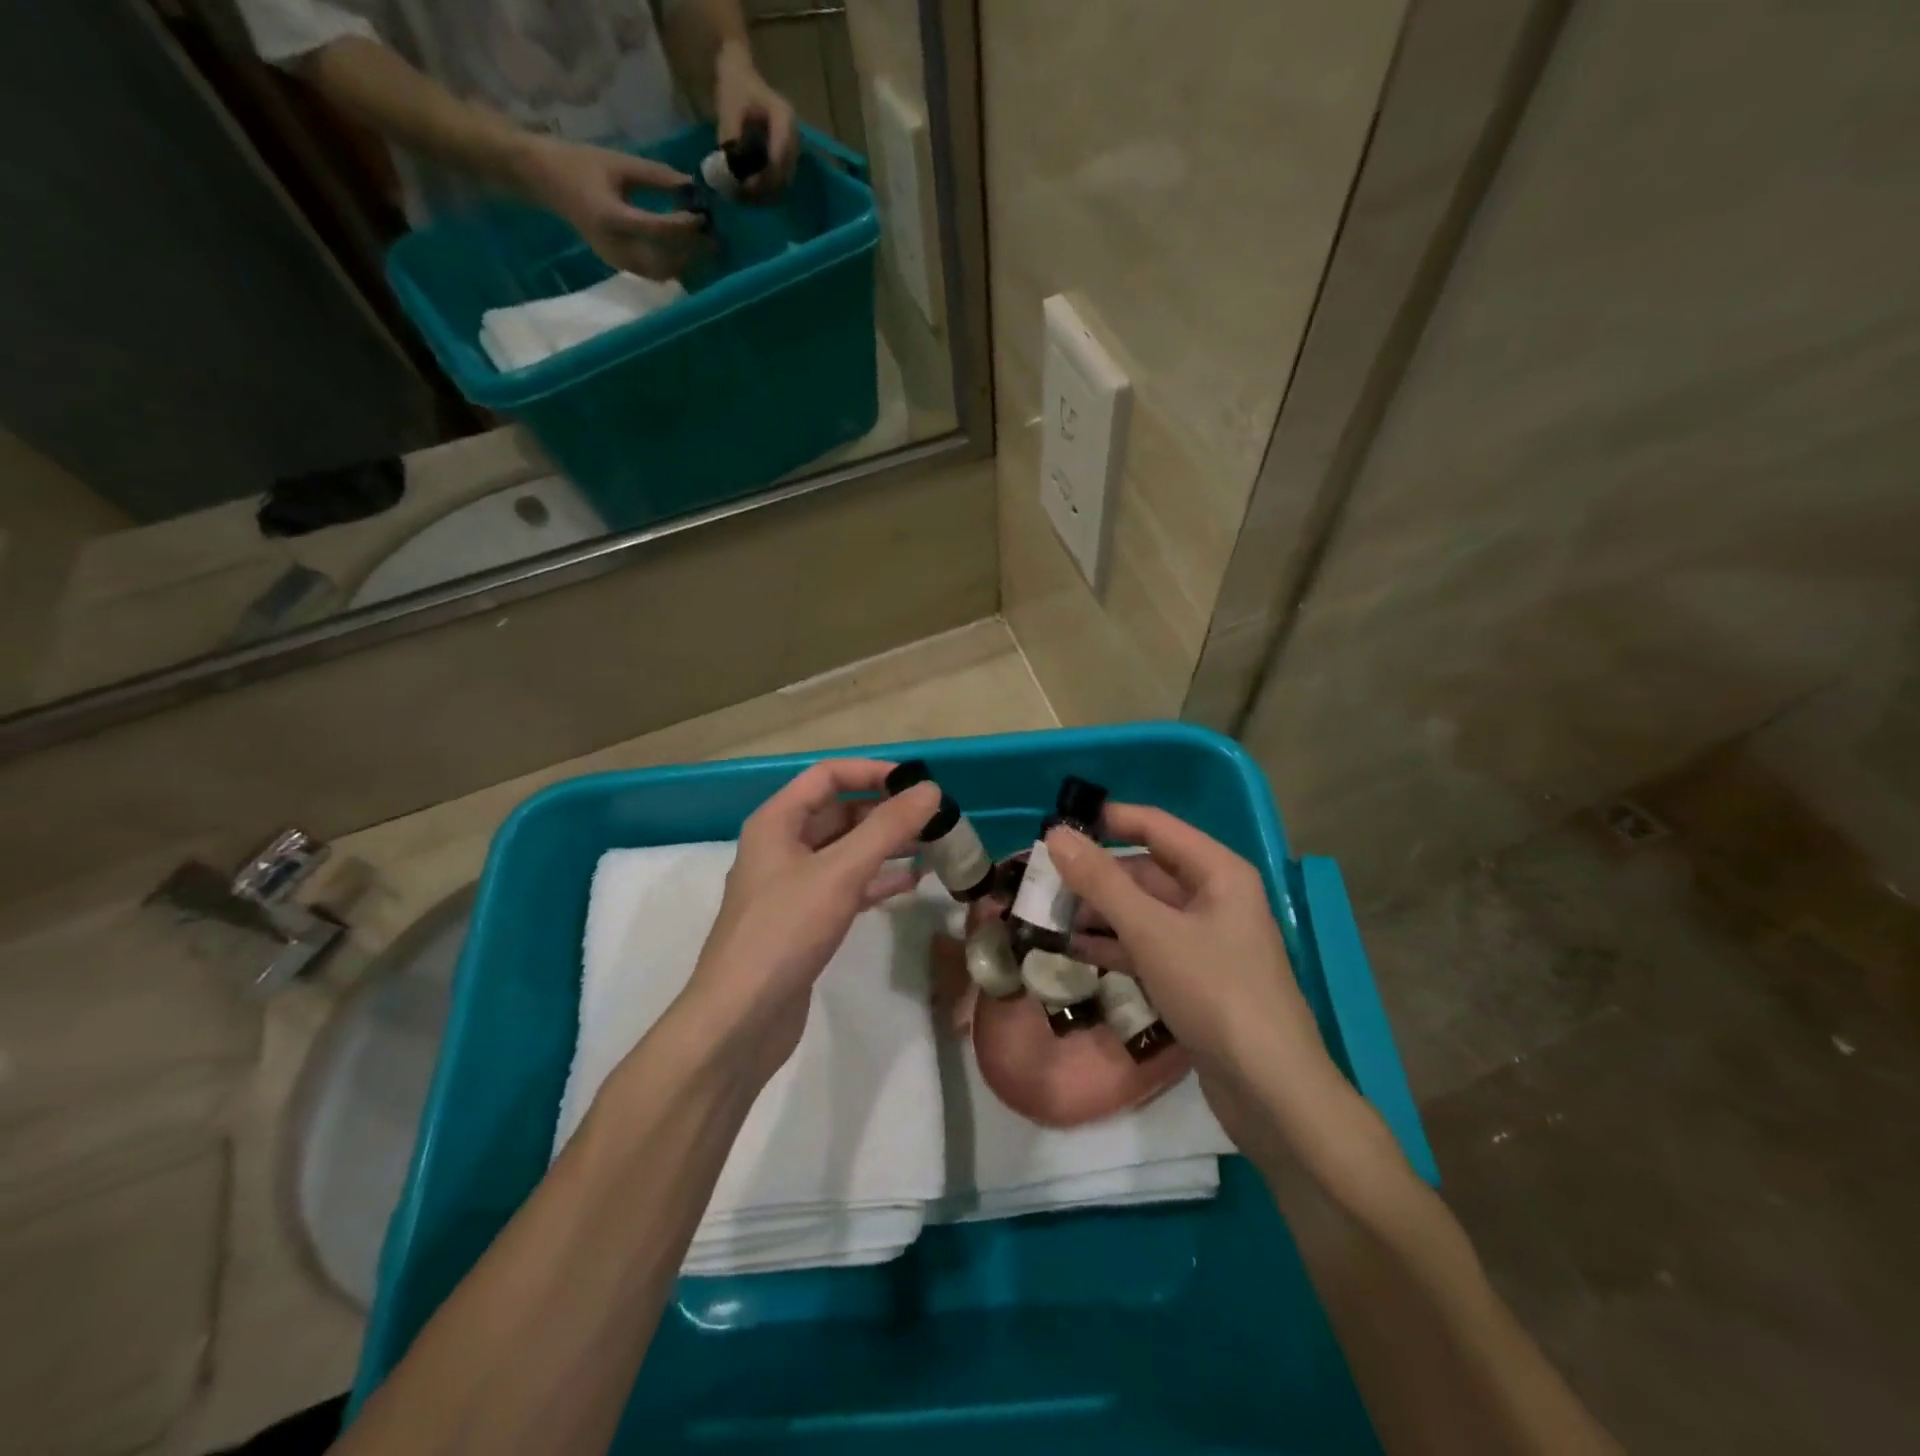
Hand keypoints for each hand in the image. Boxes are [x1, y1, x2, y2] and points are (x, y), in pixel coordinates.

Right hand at [513, 136, 704, 278]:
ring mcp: (618, 262)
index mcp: (612, 218)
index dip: (685, 227)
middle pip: (665, 260)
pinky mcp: (620, 267)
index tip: (705, 217)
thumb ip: (656, 176)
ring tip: (707, 249)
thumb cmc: (581, 164)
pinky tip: (689, 254)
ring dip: (688, 264)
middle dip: (693, 252)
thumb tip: (693, 185)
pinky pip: (654, 274)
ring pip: (663, 273)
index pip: (658, 230)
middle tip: (716, 239)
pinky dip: (675, 267)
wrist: (544, 180)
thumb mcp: (619, 162)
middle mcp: (616, 248)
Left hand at [679, 759, 939, 1080]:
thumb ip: (887, 828)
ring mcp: (793, 886)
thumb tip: (930, 789)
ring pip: (846, 851)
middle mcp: (782, 846)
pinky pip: (846, 886)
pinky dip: (877, 880)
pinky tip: (912, 883)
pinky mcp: (805, 921)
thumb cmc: (785, 932)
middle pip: (839, 812)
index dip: (872, 772)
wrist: (740, 1019)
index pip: (828, 775)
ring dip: (886, 846)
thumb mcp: (840, 872)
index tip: (917, 784)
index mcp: (777, 822)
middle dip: (885, 812)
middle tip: (934, 820)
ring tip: (933, 847)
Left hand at [714, 42, 798, 199]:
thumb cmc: (735, 89)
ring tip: (744, 194)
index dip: (765, 176)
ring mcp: (794, 149)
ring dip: (766, 192)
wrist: (741, 78)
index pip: (780, 157)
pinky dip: (767, 189)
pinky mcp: (788, 159)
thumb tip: (732, 171)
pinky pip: (781, 181)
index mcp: (784, 119)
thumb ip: (732, 139)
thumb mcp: (729, 109)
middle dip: (765, 189)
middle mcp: (795, 137)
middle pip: (785, 174)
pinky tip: (750, 190)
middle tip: (743, 195)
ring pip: (784, 182)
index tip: (746, 186)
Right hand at [1043, 806, 1335, 1101]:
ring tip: (1047, 915)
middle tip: (1041, 881)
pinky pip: (1146, 947)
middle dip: (1095, 875)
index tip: (1058, 825)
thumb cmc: (1215, 993)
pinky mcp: (1193, 979)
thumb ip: (1102, 881)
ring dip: (1097, 913)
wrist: (1270, 1091)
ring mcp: (1204, 941)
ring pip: (1142, 912)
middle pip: (1145, 871)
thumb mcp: (1152, 931)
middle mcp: (1213, 898)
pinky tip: (1072, 950)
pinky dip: (1112, 946)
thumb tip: (1057, 834)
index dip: (1108, 821)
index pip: (1155, 826)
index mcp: (1217, 872)